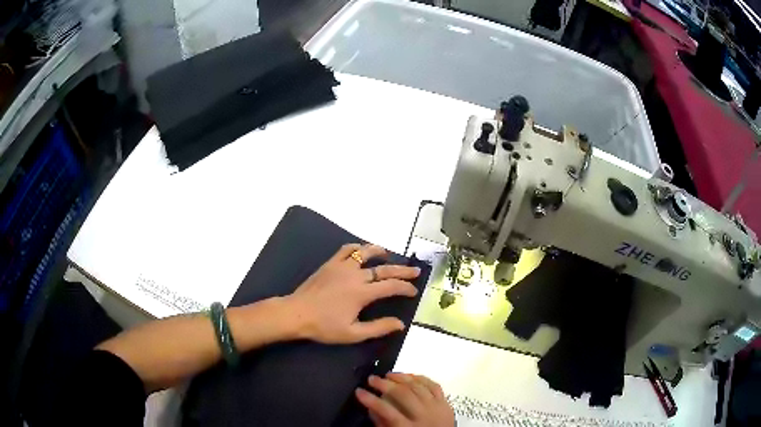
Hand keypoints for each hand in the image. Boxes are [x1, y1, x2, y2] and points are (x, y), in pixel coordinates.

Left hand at [284, 244, 419, 343]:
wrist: (296, 314)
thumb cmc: (324, 326)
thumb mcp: (353, 333)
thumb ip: (378, 328)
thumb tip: (400, 324)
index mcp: (362, 293)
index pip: (391, 286)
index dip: (405, 288)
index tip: (414, 291)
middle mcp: (355, 275)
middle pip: (384, 269)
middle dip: (402, 270)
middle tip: (415, 270)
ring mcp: (341, 266)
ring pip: (365, 253)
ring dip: (380, 252)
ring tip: (389, 254)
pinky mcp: (330, 264)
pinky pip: (346, 250)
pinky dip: (357, 248)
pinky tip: (361, 251)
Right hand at [356, 373, 454, 426]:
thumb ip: (383, 424)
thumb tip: (372, 408)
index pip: (386, 411)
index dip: (371, 400)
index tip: (359, 391)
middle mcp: (423, 415)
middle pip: (403, 394)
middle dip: (385, 384)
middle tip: (371, 379)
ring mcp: (436, 407)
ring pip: (418, 386)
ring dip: (401, 377)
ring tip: (388, 375)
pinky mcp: (446, 403)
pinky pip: (434, 385)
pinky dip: (421, 378)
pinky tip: (410, 375)